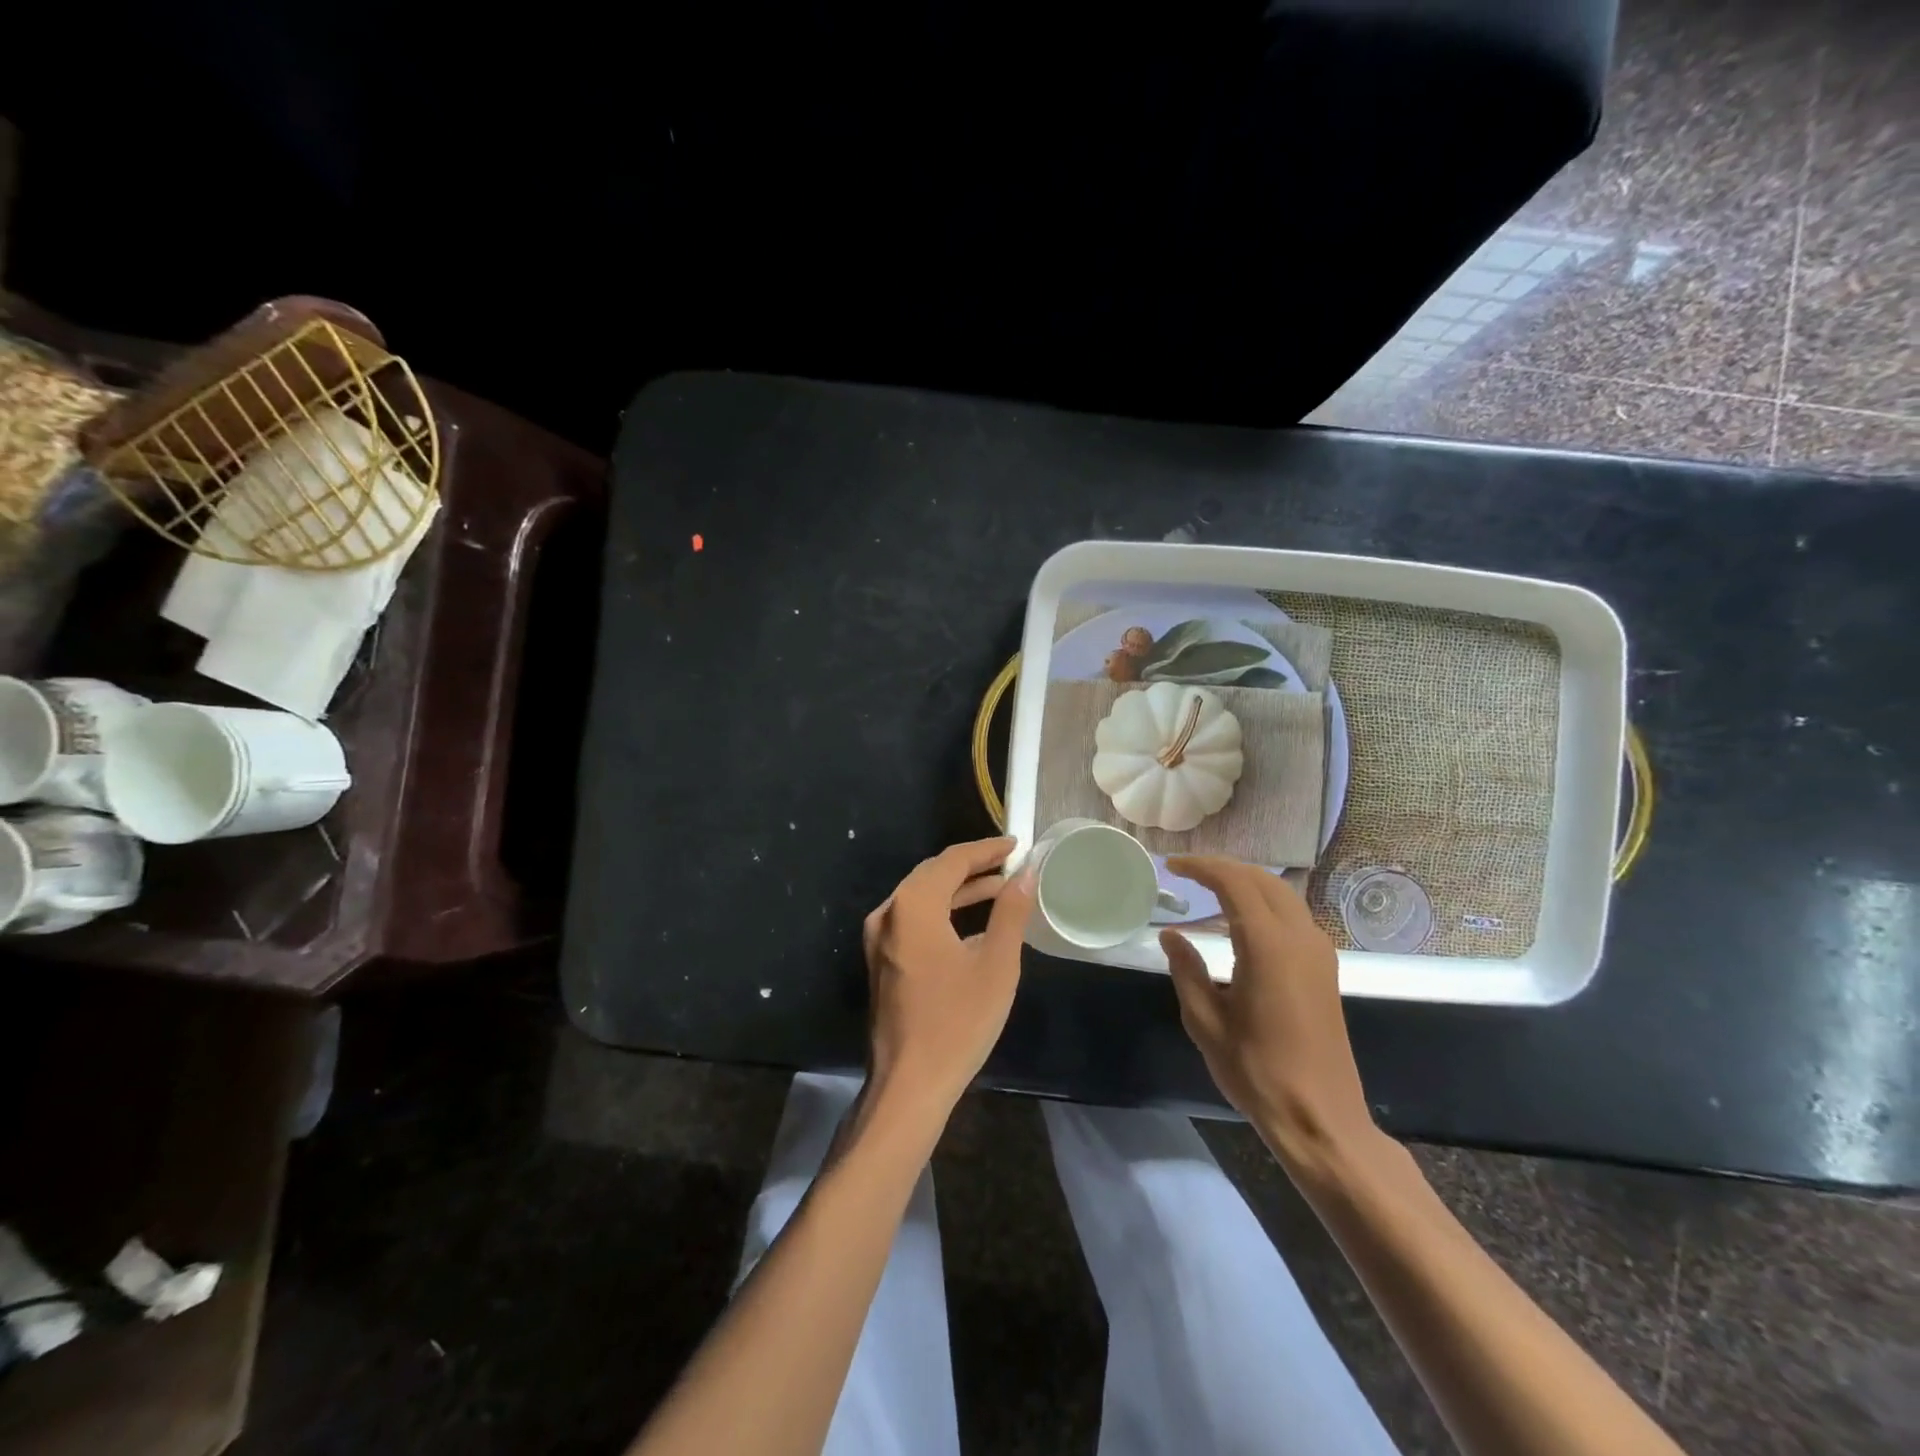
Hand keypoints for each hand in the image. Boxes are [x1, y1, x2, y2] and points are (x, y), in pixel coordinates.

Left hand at [862, 837, 1035, 1114]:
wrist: (910, 1084)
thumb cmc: (958, 1022)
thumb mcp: (995, 964)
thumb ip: (1010, 912)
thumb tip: (1026, 874)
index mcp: (913, 906)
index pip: (952, 860)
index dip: (986, 850)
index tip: (1016, 845)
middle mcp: (888, 912)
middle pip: (932, 874)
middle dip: (972, 866)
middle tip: (1009, 863)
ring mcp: (879, 937)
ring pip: (922, 896)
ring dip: (959, 890)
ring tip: (999, 888)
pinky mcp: (881, 959)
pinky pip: (914, 919)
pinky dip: (943, 912)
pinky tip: (971, 922)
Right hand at [1160, 856, 1375, 1166]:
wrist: (1321, 1117)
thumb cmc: (1257, 1071)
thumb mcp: (1206, 1021)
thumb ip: (1186, 970)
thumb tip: (1171, 935)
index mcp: (1268, 945)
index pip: (1234, 883)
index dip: (1201, 867)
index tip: (1172, 866)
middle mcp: (1299, 937)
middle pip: (1262, 880)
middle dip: (1224, 868)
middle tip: (1188, 872)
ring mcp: (1318, 951)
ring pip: (1282, 894)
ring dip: (1246, 883)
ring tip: (1210, 890)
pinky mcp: (1325, 967)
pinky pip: (1293, 915)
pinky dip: (1264, 903)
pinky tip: (1240, 922)